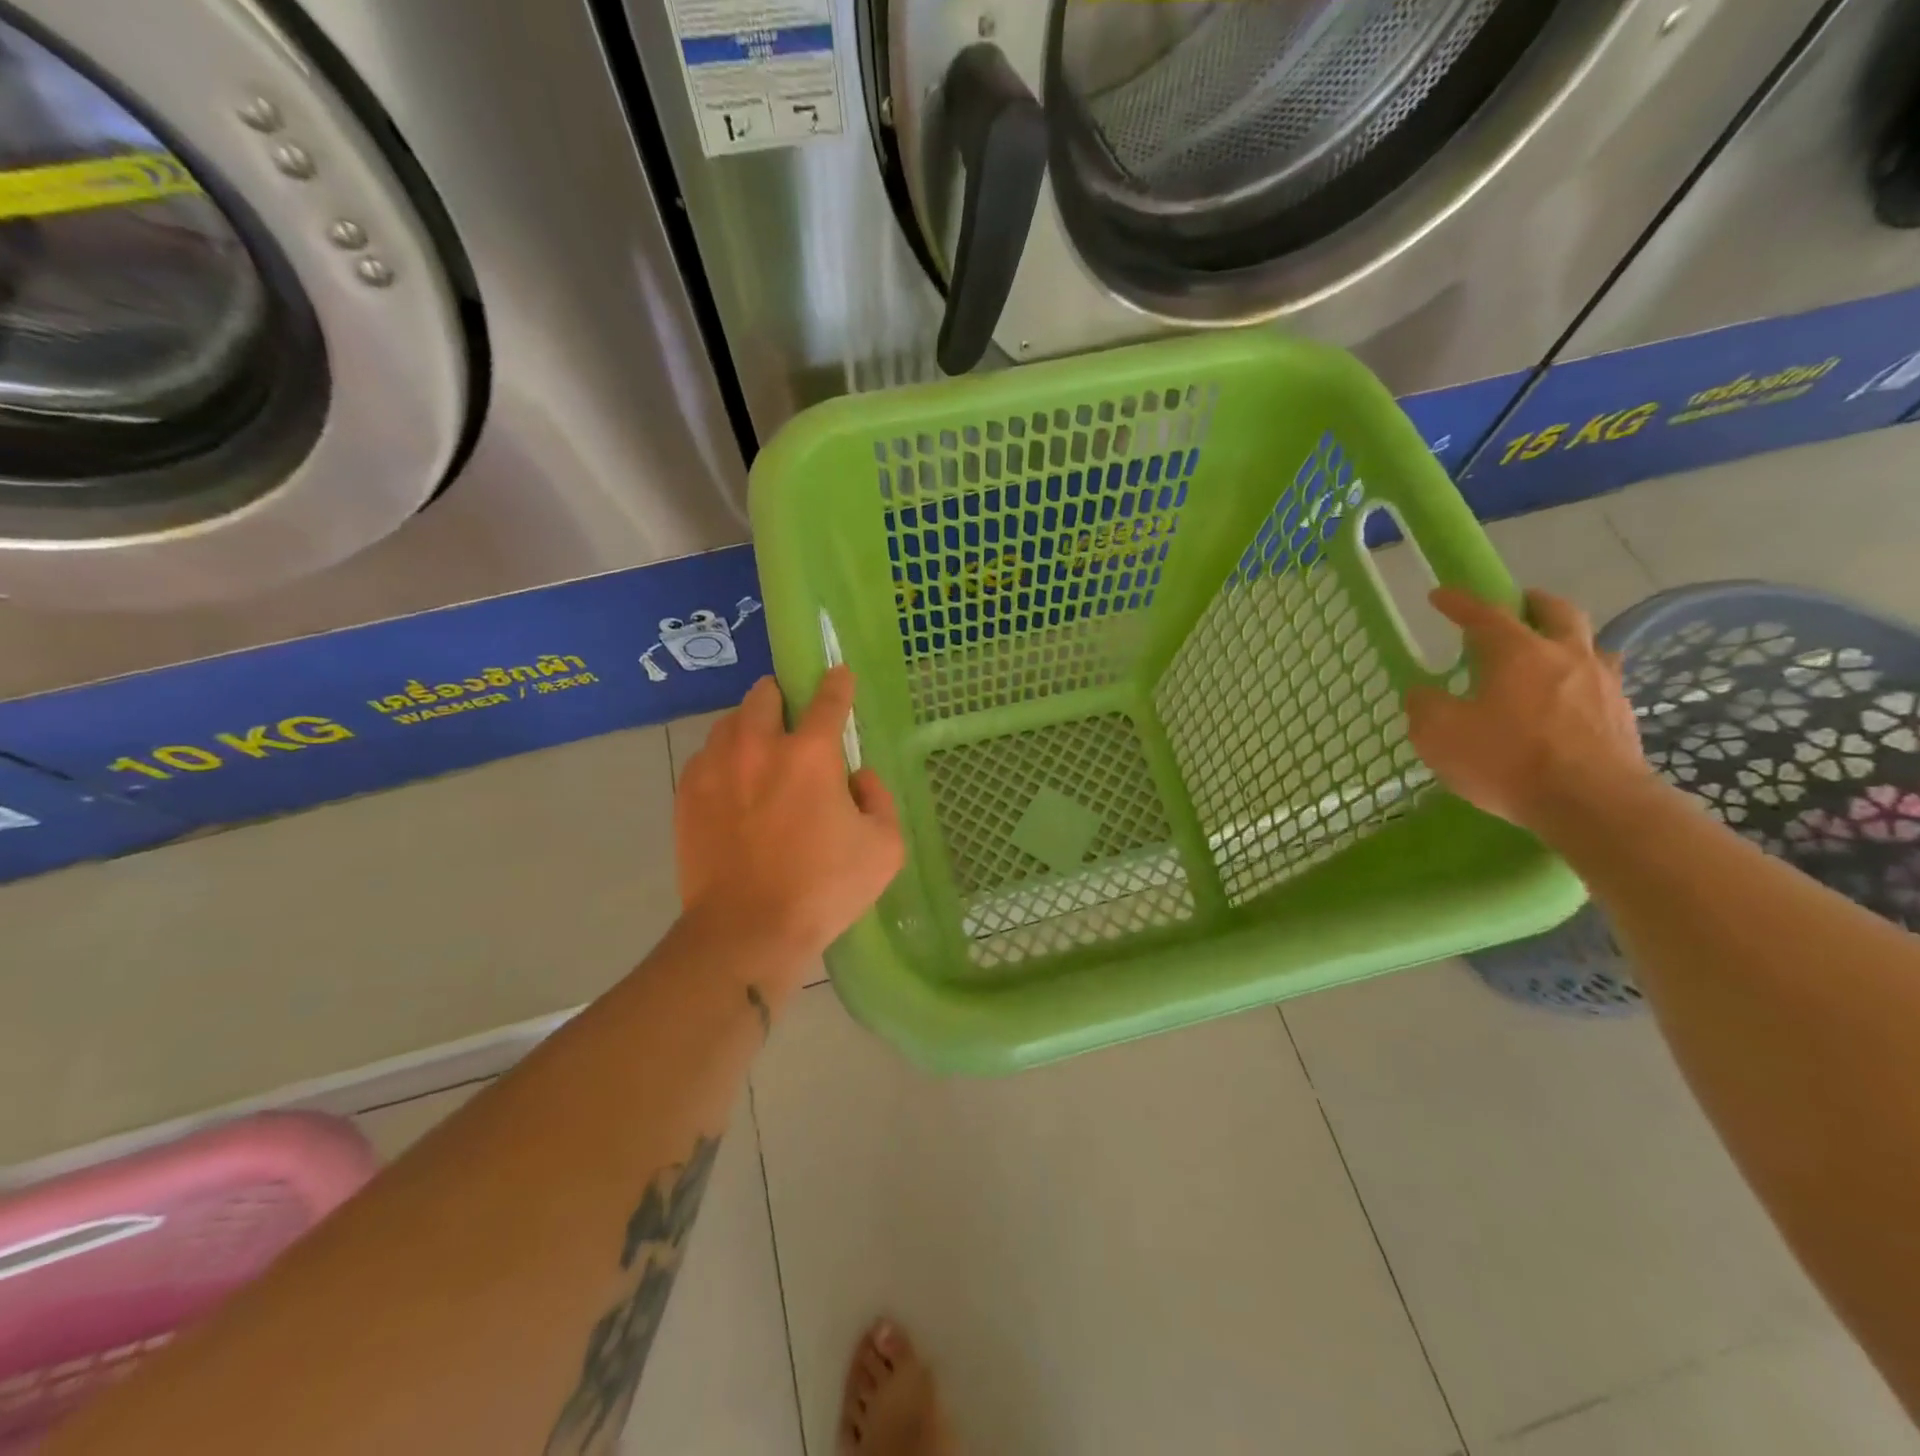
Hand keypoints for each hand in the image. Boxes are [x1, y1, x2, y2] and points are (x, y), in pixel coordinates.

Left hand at [675, 667, 904, 969]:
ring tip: (761, 756)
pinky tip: (734, 788)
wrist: (746, 932)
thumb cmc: (824, 889)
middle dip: (782, 697)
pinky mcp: (687, 794)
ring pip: (730, 722)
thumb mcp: (884, 848)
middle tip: (793, 723)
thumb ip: (879, 799)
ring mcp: (715, 768)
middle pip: (764, 693)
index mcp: (810, 754)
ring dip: (750, 727)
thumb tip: (858, 777)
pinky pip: (706, 757)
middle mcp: (758, 746)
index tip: (838, 674)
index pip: (828, 698)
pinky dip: (724, 760)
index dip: (837, 682)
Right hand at [1404, 587, 1647, 834]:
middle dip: (1533, 604)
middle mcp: (1565, 656)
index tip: (1440, 595)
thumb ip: (1425, 707)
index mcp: (1517, 652)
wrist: (1592, 803)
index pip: (1484, 614)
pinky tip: (1570, 699)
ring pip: (1590, 645)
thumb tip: (1424, 693)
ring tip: (1550, 654)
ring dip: (1568, 640)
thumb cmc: (1507, 760)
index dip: (1459, 602)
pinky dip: (1582, 679)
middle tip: (1518, 606)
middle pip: (1557, 612)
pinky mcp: (1622, 716)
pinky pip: (1602, 683)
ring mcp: (1602, 684)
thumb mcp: (1439, 734)